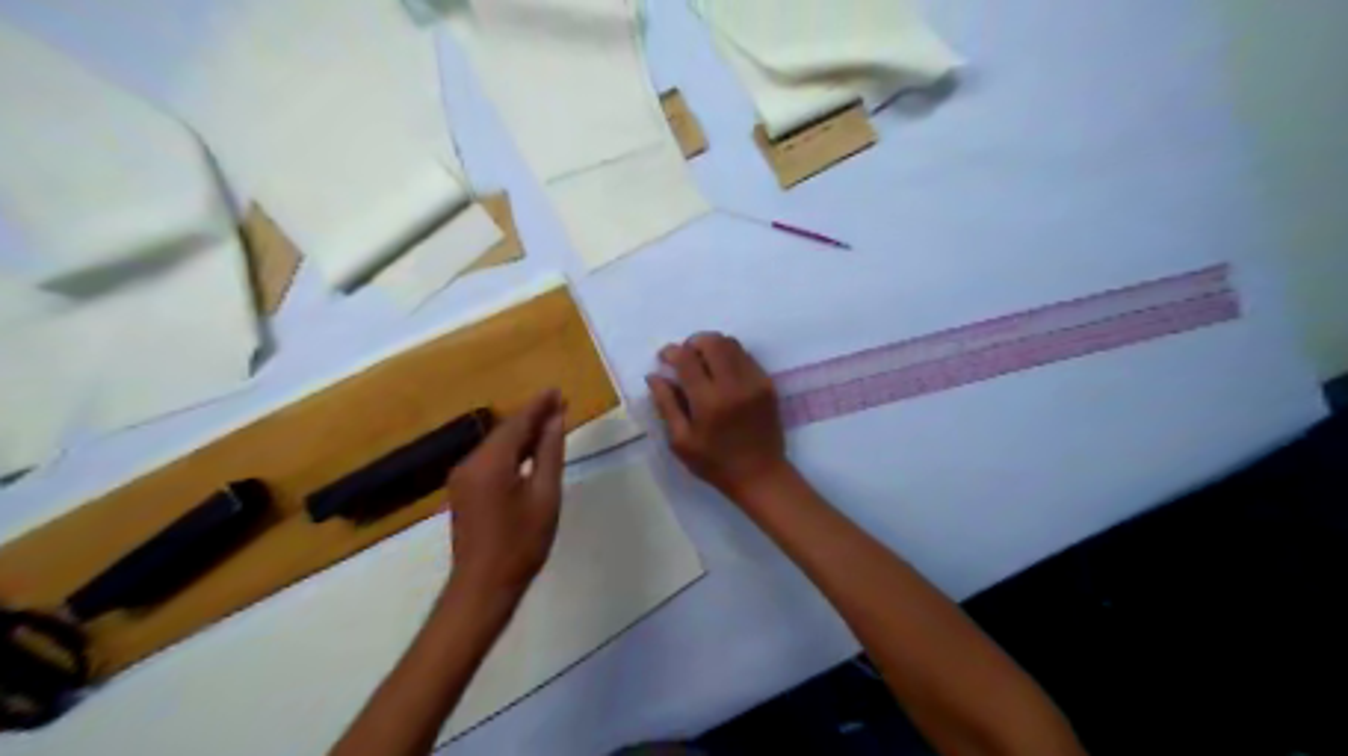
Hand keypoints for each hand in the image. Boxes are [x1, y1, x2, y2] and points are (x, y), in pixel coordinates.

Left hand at [446, 392, 564, 598]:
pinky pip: (490, 460)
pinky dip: (512, 451)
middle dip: (532, 417)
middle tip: (560, 404)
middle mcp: (470, 463)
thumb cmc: (521, 543)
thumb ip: (549, 454)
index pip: (517, 423)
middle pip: (505, 431)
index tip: (558, 391)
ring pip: (497, 445)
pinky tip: (530, 451)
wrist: (483, 586)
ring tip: (551, 422)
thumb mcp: (545, 496)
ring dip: (523, 433)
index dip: (539, 406)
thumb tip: (555, 421)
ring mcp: (463, 478)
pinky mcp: (464, 491)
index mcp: (489, 463)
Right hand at [645, 331, 792, 498]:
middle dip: (693, 343)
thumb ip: (667, 405)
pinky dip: (730, 357)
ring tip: (703, 363)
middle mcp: (733, 385)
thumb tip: (655, 376)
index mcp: (708, 402)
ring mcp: (754, 382)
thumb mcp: (681, 440)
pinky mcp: (768, 384)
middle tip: (685, 358)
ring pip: (732, 344)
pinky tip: (723, 374)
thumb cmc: (714, 463)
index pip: (687, 359)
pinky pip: (746, 357)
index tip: (664, 358)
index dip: (671, 352)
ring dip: (713, 346)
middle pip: (712, 341)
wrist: (760, 474)